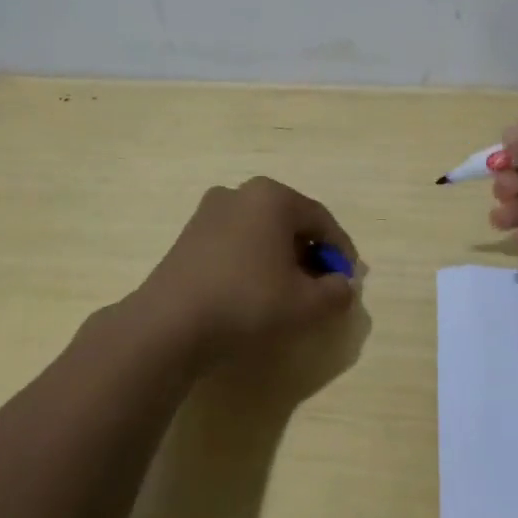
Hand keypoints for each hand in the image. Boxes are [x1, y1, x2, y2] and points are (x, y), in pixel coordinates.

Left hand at [139, 177, 358, 356]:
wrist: (169, 324)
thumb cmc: (247, 303)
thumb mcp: (306, 304)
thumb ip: (337, 292)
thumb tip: (342, 285)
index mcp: (273, 197)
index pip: (322, 221)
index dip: (341, 252)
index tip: (348, 281)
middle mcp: (240, 193)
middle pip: (290, 223)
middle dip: (310, 254)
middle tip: (320, 288)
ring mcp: (209, 212)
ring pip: (261, 233)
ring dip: (281, 258)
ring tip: (287, 293)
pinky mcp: (189, 236)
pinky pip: (236, 243)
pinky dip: (252, 262)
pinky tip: (253, 293)